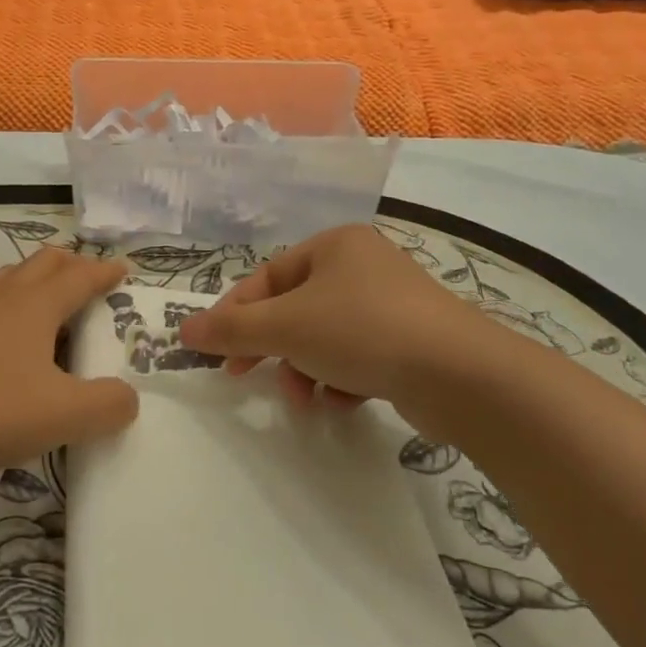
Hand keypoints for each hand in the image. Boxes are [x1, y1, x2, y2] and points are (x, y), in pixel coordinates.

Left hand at [0, 247, 138, 483]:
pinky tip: (6, 340)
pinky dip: (10, 307)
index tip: (124, 269)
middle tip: (90, 281)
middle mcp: (3, 300)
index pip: (79, 276)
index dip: (105, 272)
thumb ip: (106, 405)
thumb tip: (128, 397)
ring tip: (50, 301)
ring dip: (36, 280)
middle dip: (71, 265)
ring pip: (10, 280)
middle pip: (42, 264)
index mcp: (36, 305)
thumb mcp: (62, 415)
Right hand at [177, 224, 537, 421]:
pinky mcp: (412, 340)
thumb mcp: (286, 327)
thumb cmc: (362, 331)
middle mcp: (363, 265)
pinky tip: (342, 401)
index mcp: (334, 245)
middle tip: (244, 376)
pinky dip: (340, 378)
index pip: (266, 277)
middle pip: (295, 307)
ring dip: (304, 367)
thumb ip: (231, 329)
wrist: (461, 374)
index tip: (214, 351)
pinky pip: (357, 354)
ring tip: (304, 398)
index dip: (235, 314)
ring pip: (324, 335)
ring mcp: (392, 302)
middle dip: (271, 346)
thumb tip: (184, 329)